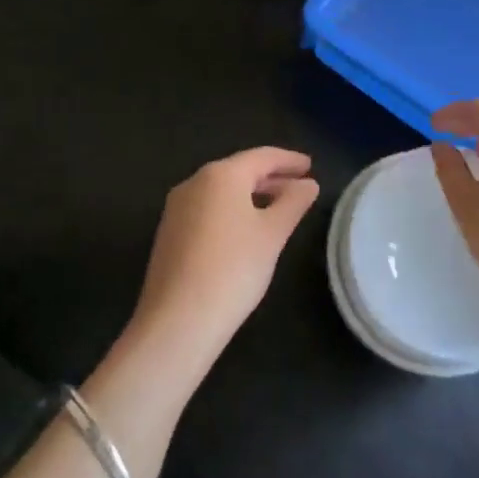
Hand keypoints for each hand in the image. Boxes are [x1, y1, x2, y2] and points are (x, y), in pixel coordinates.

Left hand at [130, 147, 319, 370]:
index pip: (262, 157)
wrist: (178, 320)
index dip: (288, 160)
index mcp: (220, 175)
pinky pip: (208, 210)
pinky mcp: (169, 233)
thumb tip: (308, 184)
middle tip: (299, 185)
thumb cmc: (233, 269)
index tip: (309, 165)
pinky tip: (246, 230)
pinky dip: (232, 210)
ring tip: (277, 207)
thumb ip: (293, 203)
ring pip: (222, 191)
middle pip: (239, 171)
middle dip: (271, 177)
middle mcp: (194, 183)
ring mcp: (177, 208)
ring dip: (251, 195)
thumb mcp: (273, 234)